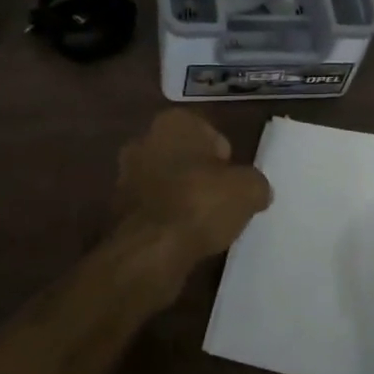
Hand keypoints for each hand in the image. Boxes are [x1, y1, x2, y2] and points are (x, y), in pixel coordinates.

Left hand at [113, 110, 271, 275]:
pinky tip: (182, 237)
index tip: (233, 182)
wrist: (150, 250)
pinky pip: (153, 207)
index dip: (226, 159)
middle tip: (221, 201)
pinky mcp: (117, 208)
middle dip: (200, 175)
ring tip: (204, 224)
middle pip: (185, 156)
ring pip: (166, 181)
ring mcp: (125, 174)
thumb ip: (255, 183)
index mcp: (173, 122)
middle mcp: (143, 140)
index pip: (210, 134)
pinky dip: (166, 218)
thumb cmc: (200, 203)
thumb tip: (255, 191)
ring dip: (182, 197)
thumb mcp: (249, 190)